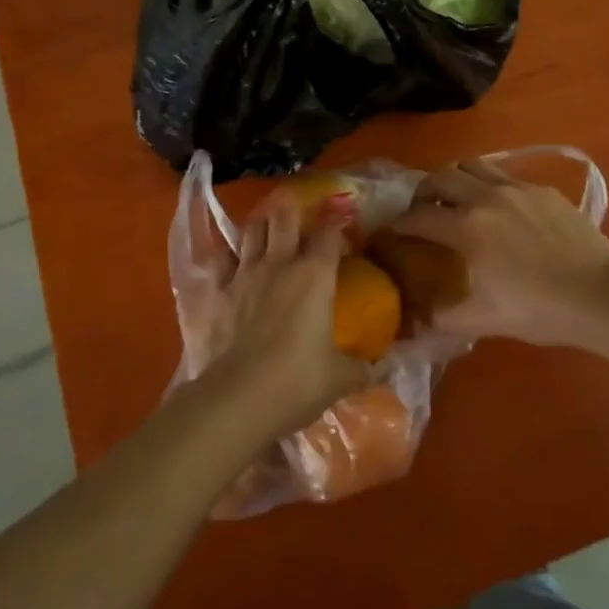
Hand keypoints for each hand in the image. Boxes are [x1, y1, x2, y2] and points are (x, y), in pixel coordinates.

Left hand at [214, 198, 369, 439]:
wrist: (238, 398)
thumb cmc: (298, 382)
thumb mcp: (343, 377)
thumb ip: (368, 366)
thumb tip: (390, 365)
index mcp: (315, 274)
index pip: (330, 233)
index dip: (338, 222)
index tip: (344, 221)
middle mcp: (279, 263)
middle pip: (284, 217)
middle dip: (293, 210)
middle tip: (301, 214)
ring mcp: (244, 273)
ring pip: (252, 230)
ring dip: (262, 224)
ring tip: (268, 227)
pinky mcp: (218, 291)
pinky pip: (222, 259)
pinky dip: (229, 254)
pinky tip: (233, 258)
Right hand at [393, 160, 608, 345]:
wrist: (601, 293)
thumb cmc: (539, 309)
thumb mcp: (485, 320)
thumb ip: (445, 317)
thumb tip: (418, 320)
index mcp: (466, 228)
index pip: (418, 217)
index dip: (400, 224)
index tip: (393, 232)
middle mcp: (485, 198)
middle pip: (440, 177)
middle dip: (423, 191)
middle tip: (423, 210)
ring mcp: (516, 188)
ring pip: (472, 165)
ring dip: (455, 178)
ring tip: (457, 198)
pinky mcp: (542, 189)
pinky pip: (504, 176)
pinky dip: (489, 185)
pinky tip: (500, 207)